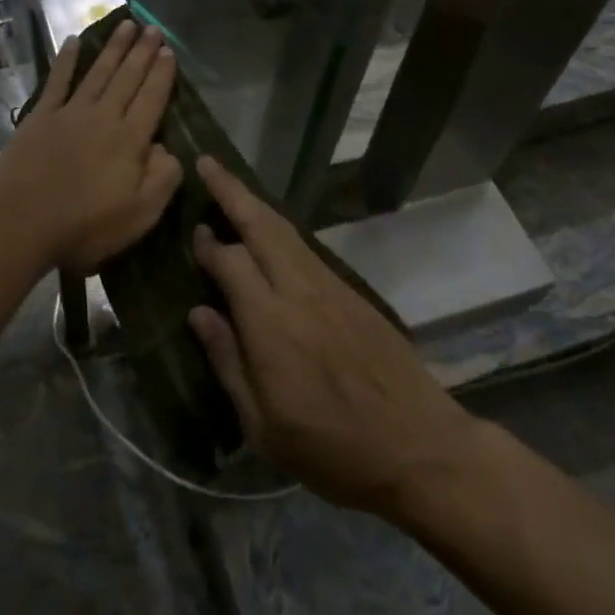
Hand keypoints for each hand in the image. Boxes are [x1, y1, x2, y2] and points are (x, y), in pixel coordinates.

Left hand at [0, 22, 179, 272]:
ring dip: (113, 48)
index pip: (152, 98)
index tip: (169, 50)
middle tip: (153, 28)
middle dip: (142, 51)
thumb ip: (162, 178)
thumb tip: (168, 148)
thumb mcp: (140, 214)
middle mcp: (104, 116)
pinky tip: (73, 41)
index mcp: (130, 139)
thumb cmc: (85, 224)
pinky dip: (65, 59)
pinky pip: (57, 80)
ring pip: (98, 72)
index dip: (162, 74)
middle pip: (127, 78)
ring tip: (126, 25)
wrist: (22, 219)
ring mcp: (70, 112)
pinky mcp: (40, 116)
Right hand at [187, 158, 475, 518]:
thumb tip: (199, 313)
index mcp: (269, 323)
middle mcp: (298, 290)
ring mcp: (330, 287)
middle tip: (207, 164)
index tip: (194, 232)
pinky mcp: (353, 293)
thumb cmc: (334, 450)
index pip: (229, 262)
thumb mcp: (264, 427)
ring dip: (256, 204)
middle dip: (230, 190)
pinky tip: (271, 235)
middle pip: (259, 224)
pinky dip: (280, 229)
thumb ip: (227, 362)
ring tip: (232, 188)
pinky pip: (306, 248)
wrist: (421, 449)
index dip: (207, 244)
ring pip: (285, 230)